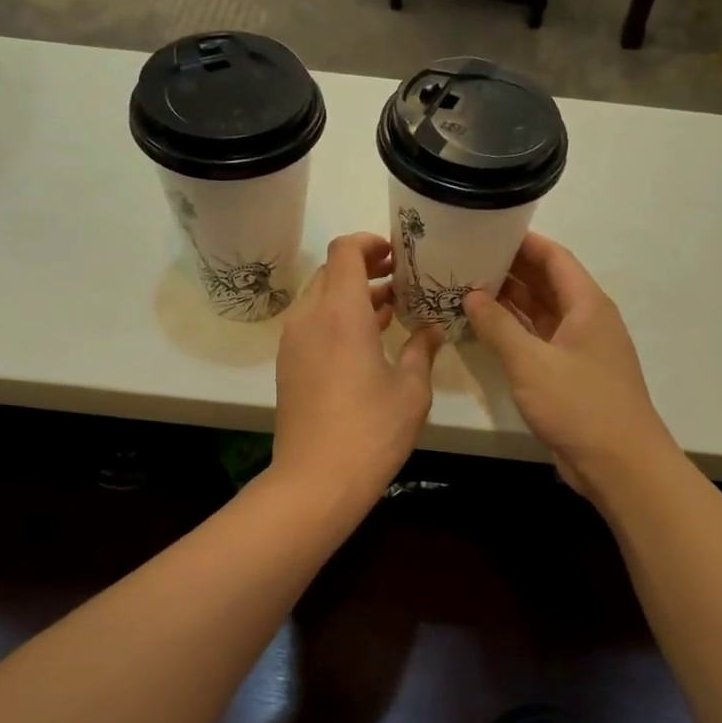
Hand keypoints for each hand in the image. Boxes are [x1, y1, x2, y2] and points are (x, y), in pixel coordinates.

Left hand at [273, 233, 444, 505]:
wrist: (316, 480)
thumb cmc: (371, 431)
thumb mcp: (412, 390)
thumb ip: (423, 350)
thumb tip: (433, 329)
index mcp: (341, 312)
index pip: (346, 251)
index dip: (370, 243)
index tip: (397, 254)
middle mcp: (310, 317)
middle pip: (331, 271)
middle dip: (364, 267)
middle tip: (399, 278)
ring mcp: (293, 341)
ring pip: (319, 297)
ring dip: (350, 294)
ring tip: (388, 308)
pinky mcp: (288, 364)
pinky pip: (311, 323)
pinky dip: (336, 317)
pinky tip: (365, 340)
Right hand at [463, 234, 676, 502]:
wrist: (620, 464)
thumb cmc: (579, 405)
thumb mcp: (531, 362)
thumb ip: (498, 327)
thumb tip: (472, 295)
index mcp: (587, 305)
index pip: (555, 258)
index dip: (524, 242)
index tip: (488, 230)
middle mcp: (586, 320)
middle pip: (547, 283)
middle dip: (510, 270)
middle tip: (467, 259)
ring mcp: (580, 349)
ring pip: (541, 313)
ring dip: (510, 302)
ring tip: (467, 288)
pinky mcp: (571, 375)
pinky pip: (539, 341)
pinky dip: (515, 332)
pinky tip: (485, 329)